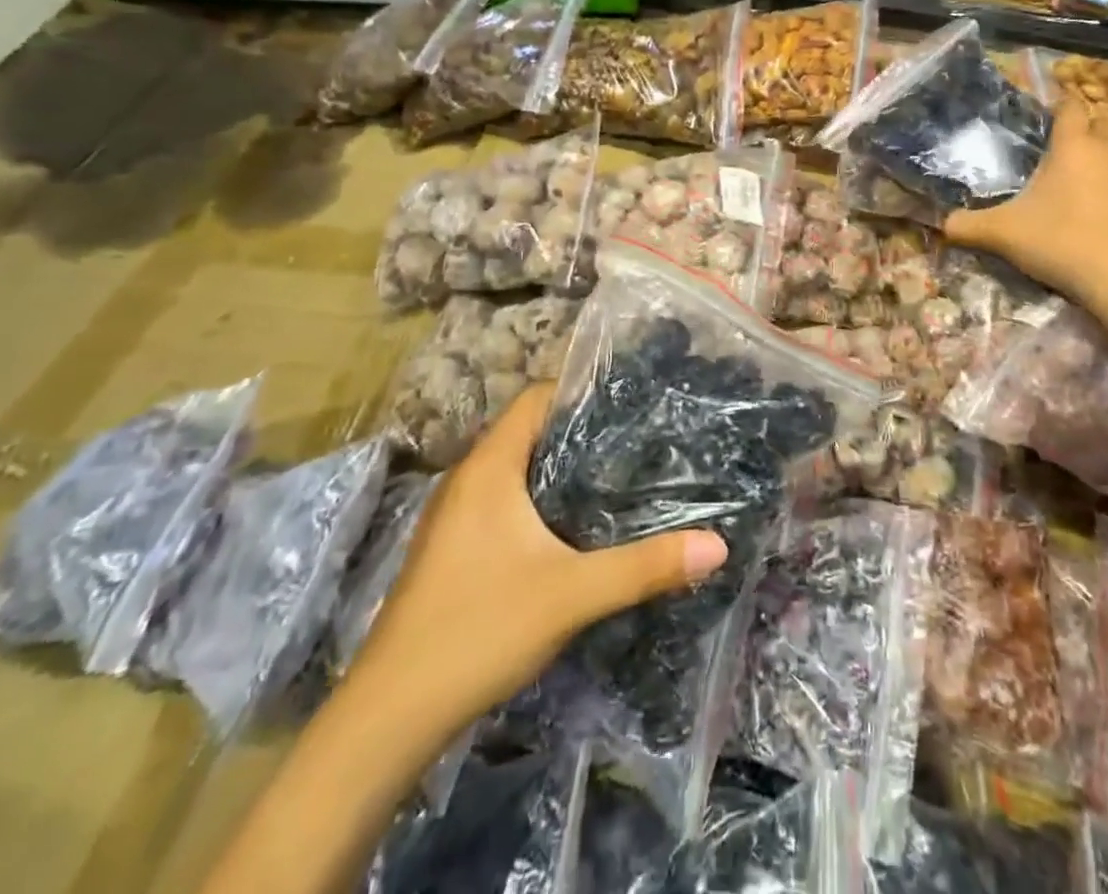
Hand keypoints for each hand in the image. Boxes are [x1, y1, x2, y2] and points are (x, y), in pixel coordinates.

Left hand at [351, 383, 727, 736]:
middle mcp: (468, 479)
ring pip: (518, 468)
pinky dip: (541, 499)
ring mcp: (455, 516)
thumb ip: (645, 566)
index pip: (537, 397)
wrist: (389, 717)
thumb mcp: (572, 594)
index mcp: (489, 467)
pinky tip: (575, 526)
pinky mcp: (454, 549)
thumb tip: (718, 545)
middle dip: (583, 429)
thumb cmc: (478, 630)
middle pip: (531, 430)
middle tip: (640, 437)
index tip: (633, 399)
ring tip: (619, 474)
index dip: (582, 390)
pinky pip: (506, 500)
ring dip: (562, 467)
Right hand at [946, 103, 1107, 310]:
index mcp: (1072, 146)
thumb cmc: (1058, 243)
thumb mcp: (1002, 234)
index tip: (1050, 118)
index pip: (1069, 107)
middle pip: (1103, 118)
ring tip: (1103, 155)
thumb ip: (968, 226)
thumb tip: (941, 224)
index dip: (1059, 107)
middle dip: (1088, 124)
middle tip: (1071, 144)